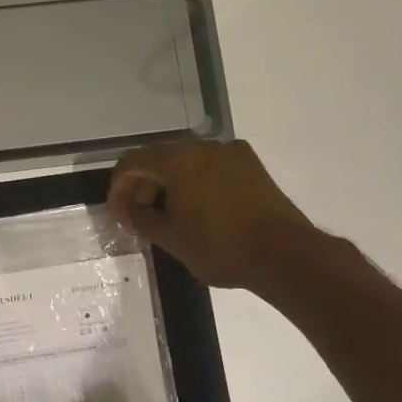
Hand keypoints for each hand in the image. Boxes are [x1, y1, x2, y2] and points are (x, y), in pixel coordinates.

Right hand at [108, 140, 317, 289]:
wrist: (283, 254)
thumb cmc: (220, 247)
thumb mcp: (171, 238)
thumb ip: (140, 219)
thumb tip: (127, 211)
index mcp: (178, 160)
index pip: (132, 163)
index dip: (118, 189)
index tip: (117, 216)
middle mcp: (203, 147)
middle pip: (159, 159)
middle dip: (143, 187)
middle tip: (137, 218)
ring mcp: (230, 153)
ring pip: (186, 163)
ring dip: (168, 186)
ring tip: (166, 217)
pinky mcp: (250, 166)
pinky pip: (210, 168)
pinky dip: (194, 184)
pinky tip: (196, 210)